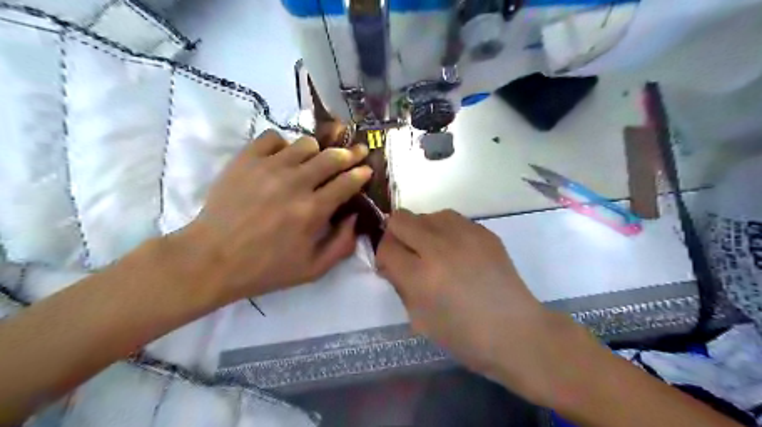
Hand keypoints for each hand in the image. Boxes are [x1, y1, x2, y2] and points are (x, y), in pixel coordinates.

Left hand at [173, 129, 373, 305]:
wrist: (212, 259)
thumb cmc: (266, 268)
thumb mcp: (313, 269)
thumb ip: (343, 244)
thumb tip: (355, 216)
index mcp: (313, 211)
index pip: (347, 182)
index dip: (361, 173)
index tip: (367, 170)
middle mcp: (295, 183)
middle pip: (332, 157)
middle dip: (350, 154)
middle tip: (357, 152)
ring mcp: (269, 167)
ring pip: (306, 144)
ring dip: (318, 151)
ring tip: (317, 160)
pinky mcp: (246, 160)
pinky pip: (273, 137)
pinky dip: (284, 144)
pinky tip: (283, 158)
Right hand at [374, 211, 577, 402]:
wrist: (515, 331)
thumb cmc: (464, 336)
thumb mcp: (419, 319)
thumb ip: (400, 284)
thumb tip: (391, 262)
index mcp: (421, 276)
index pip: (386, 247)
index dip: (383, 256)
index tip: (391, 266)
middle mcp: (440, 248)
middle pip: (400, 219)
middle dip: (396, 235)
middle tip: (408, 254)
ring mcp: (465, 235)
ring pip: (426, 214)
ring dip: (421, 230)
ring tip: (433, 250)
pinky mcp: (484, 231)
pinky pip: (451, 218)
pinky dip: (444, 231)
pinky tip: (455, 250)